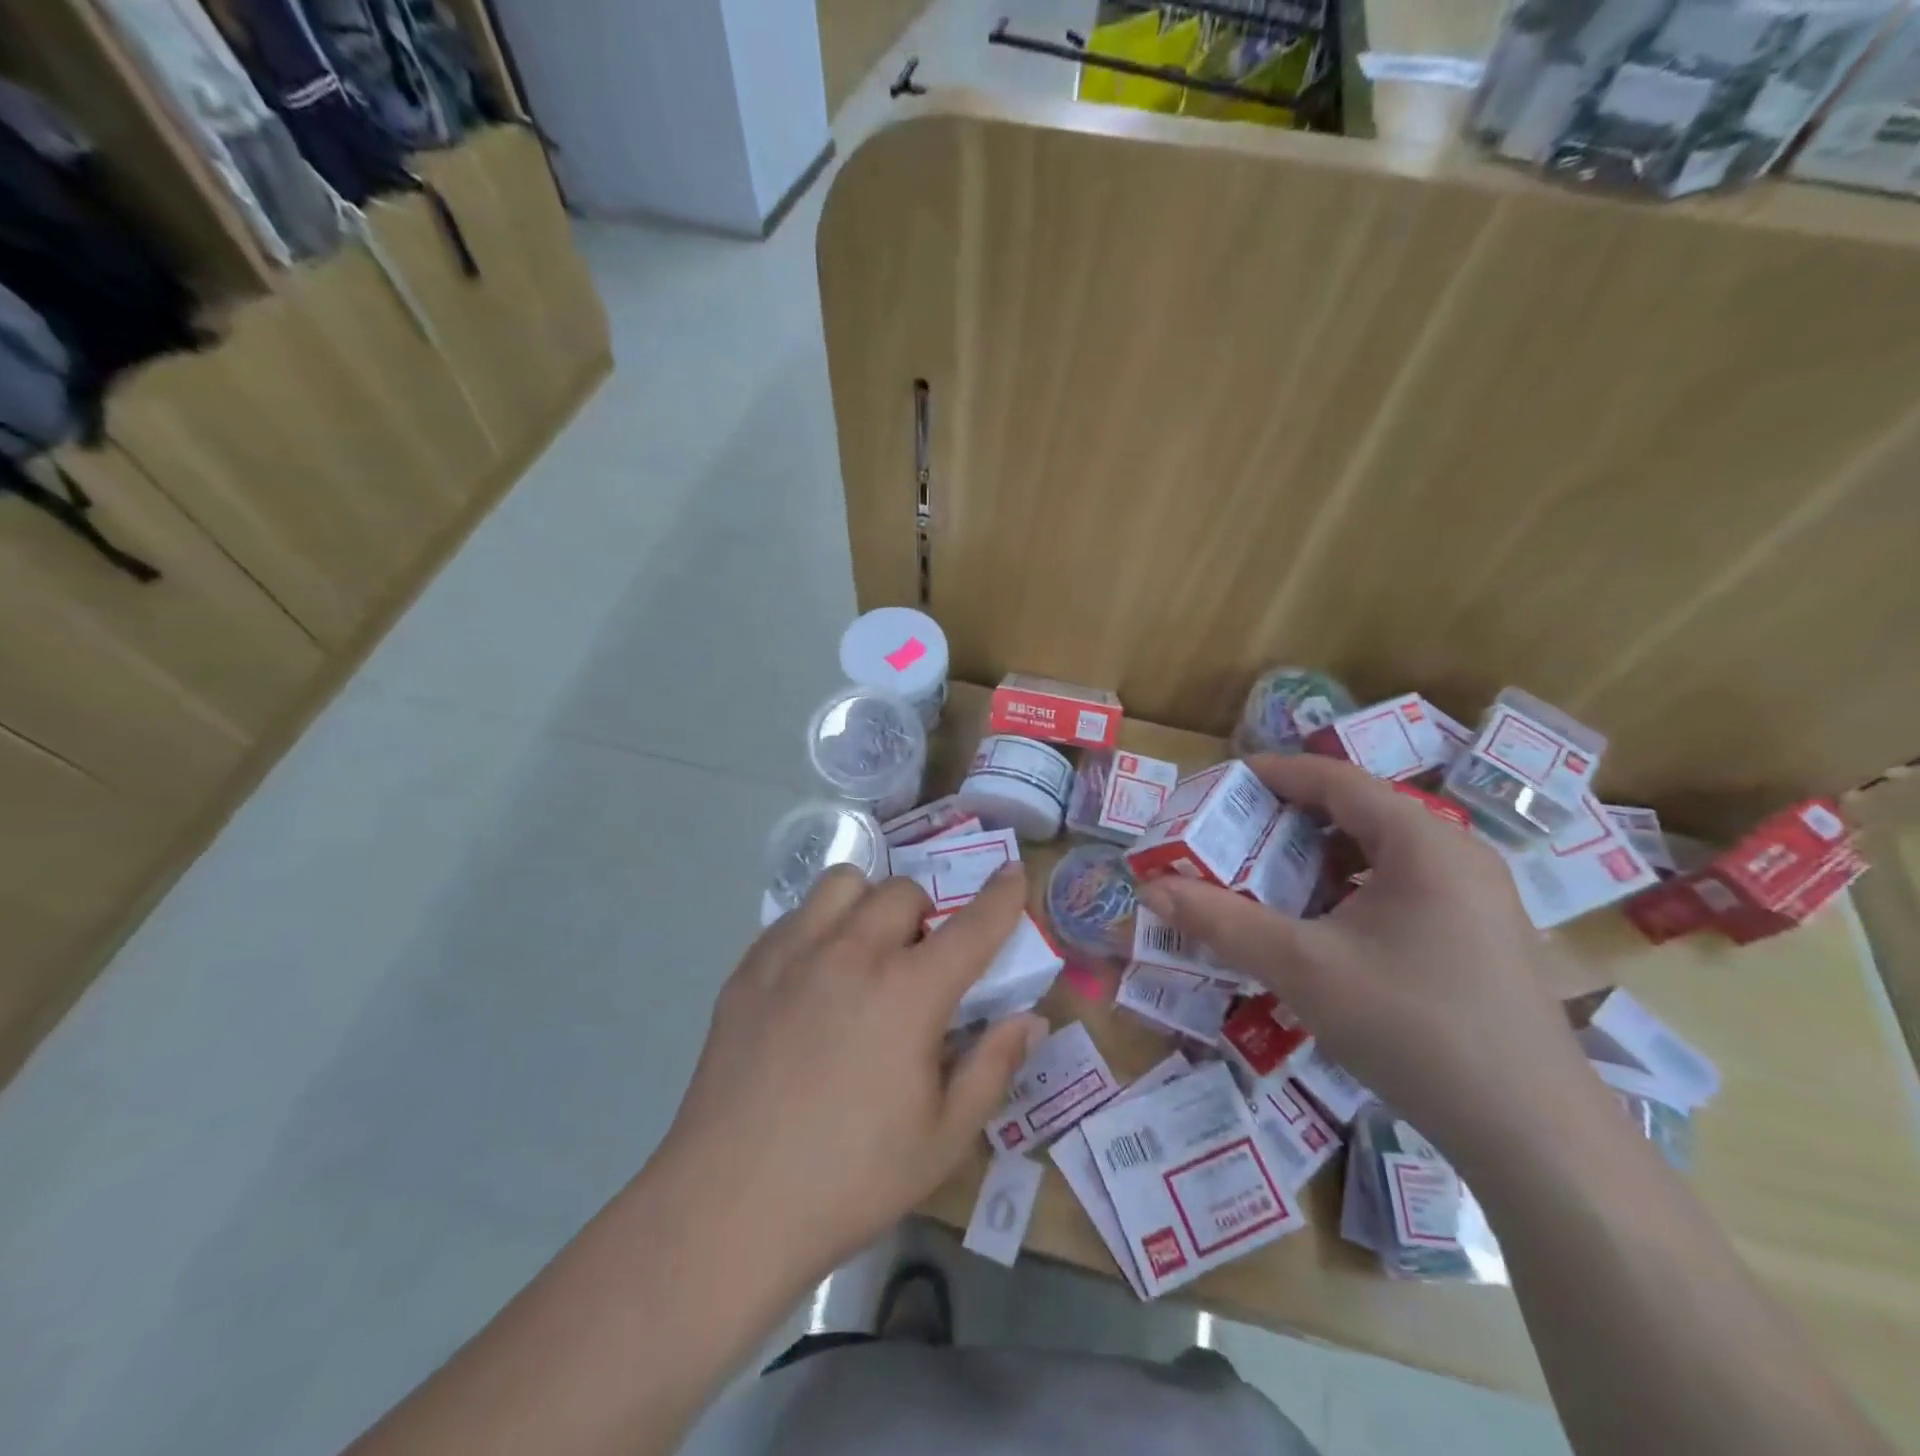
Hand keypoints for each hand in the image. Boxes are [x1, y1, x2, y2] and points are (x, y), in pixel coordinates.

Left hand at [658, 862, 1043, 1278]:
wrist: (728, 1207)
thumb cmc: (850, 1179)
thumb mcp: (944, 1139)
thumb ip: (993, 1067)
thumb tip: (1029, 1019)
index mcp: (909, 991)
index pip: (973, 925)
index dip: (1002, 895)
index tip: (1013, 872)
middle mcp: (853, 953)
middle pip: (903, 891)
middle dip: (926, 914)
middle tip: (920, 962)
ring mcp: (793, 954)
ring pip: (844, 884)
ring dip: (869, 904)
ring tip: (865, 951)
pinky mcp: (749, 969)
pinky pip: (795, 915)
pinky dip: (819, 927)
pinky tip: (812, 978)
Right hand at [1136, 755, 1593, 1163]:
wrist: (1536, 1137)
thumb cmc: (1413, 1027)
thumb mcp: (1302, 968)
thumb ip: (1221, 921)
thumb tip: (1150, 889)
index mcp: (1421, 840)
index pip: (1334, 779)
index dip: (1271, 774)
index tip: (1217, 784)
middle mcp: (1454, 853)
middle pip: (1356, 811)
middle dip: (1286, 821)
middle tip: (1229, 838)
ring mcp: (1474, 896)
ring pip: (1378, 852)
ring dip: (1316, 859)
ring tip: (1265, 882)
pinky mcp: (1478, 935)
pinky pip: (1400, 887)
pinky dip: (1347, 891)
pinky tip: (1320, 929)